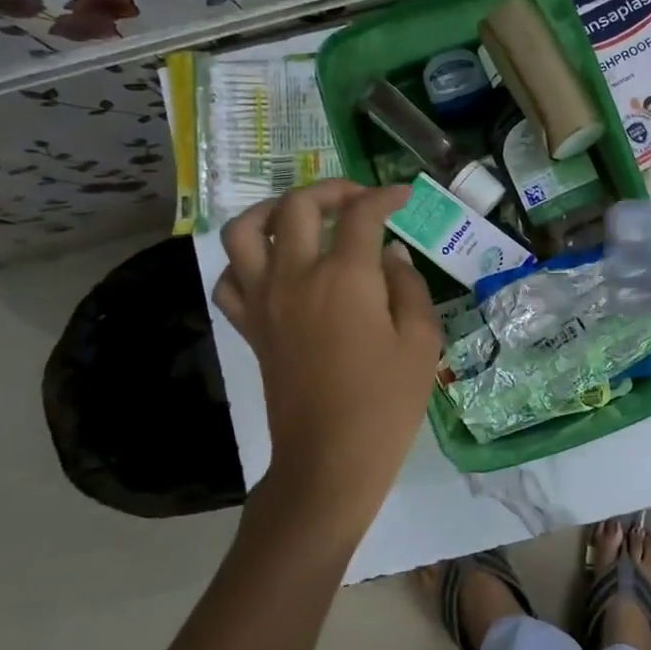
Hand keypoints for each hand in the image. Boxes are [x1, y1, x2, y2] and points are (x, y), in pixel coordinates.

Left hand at [214, 180, 441, 546]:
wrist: (329, 460)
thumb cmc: (385, 404)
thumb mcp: (421, 342)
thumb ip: (409, 288)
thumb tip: (392, 256)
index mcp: (346, 277)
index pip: (362, 214)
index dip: (386, 196)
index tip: (403, 196)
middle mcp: (297, 276)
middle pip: (299, 206)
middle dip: (332, 190)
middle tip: (358, 201)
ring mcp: (265, 300)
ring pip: (246, 231)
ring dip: (273, 211)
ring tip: (302, 218)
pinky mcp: (250, 327)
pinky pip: (229, 279)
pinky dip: (245, 261)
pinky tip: (272, 267)